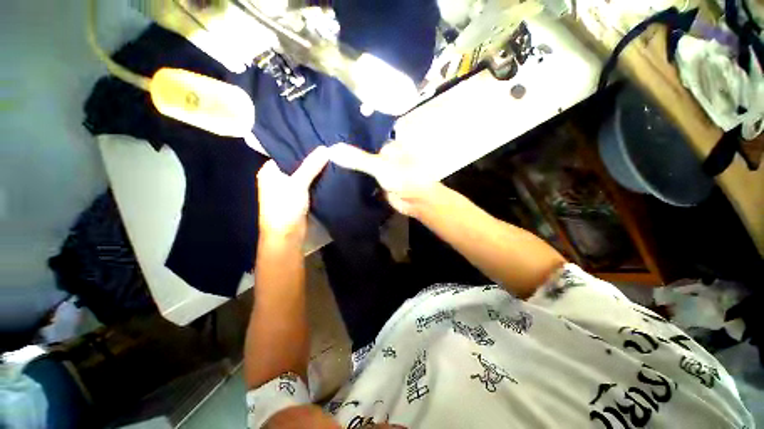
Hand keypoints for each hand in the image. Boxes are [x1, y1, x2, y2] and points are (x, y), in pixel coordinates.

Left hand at [257, 147, 328, 238]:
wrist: (287, 237)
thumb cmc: (285, 208)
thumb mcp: (297, 184)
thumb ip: (311, 166)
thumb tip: (325, 148)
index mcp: (270, 171)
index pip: (287, 153)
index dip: (302, 147)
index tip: (318, 139)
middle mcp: (278, 178)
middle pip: (297, 164)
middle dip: (312, 158)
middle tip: (329, 147)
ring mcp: (290, 189)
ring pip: (306, 175)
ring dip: (317, 170)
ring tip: (332, 157)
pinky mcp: (300, 198)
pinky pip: (311, 184)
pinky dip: (319, 180)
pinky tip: (330, 173)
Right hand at [328, 141, 439, 216]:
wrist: (417, 202)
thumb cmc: (404, 177)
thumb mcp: (380, 166)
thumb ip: (358, 159)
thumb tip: (331, 149)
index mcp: (386, 145)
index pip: (363, 138)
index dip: (347, 137)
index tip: (326, 136)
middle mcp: (383, 156)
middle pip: (361, 153)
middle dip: (346, 155)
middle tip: (321, 153)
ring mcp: (380, 171)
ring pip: (361, 168)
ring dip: (348, 168)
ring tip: (324, 164)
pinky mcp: (378, 184)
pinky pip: (363, 180)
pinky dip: (353, 180)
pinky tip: (336, 179)